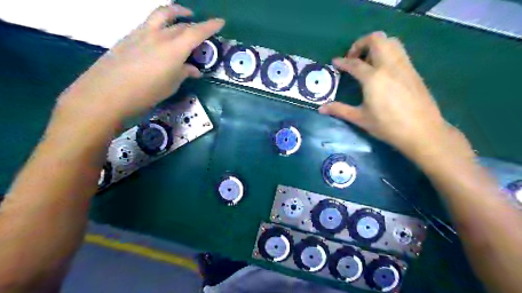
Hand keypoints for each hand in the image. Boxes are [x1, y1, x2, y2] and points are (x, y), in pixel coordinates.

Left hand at [57, 3, 223, 119]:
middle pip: (181, 23)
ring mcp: (142, 33)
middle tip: (202, 31)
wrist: (107, 92)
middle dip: (195, 25)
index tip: (220, 22)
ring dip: (176, 12)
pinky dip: (162, 23)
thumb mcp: (171, 85)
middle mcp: (159, 35)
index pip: (196, 32)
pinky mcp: (130, 36)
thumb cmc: (146, 92)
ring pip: (162, 14)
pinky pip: (150, 23)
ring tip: (183, 15)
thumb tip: (193, 70)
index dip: (210, 26)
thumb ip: (184, 73)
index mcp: (174, 48)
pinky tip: (162, 35)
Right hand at [318, 32, 468, 157]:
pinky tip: (383, 70)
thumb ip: (340, 110)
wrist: (422, 131)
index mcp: (373, 78)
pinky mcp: (413, 71)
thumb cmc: (387, 126)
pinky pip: (399, 52)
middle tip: (353, 58)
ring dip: (376, 46)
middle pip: (376, 40)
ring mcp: (404, 66)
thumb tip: (321, 109)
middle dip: (361, 44)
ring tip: (368, 62)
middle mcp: (389, 66)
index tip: (335, 62)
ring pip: (391, 42)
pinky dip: (388, 52)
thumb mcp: (360, 118)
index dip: (342, 62)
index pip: (354, 63)